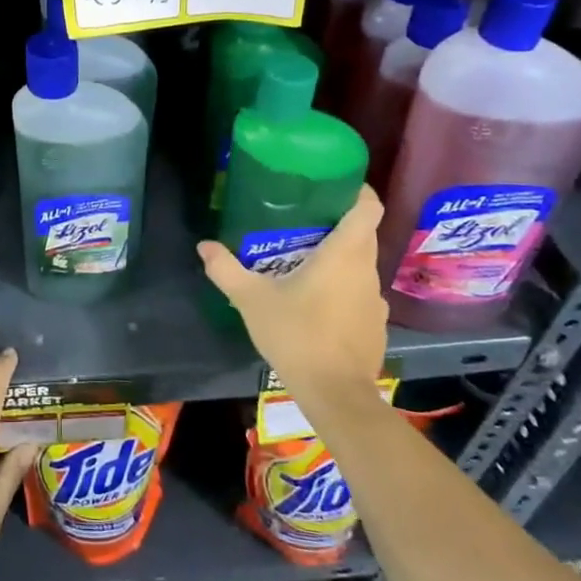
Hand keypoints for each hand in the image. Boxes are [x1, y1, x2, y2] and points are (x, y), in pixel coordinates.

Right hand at [197, 184, 388, 409]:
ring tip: (307, 262)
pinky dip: (345, 290)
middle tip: (304, 221)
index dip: (358, 191)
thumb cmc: (297, 334)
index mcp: (344, 254)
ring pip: (362, 266)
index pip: (368, 208)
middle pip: (363, 234)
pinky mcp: (376, 325)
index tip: (335, 186)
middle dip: (339, 223)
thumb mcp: (251, 299)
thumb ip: (226, 269)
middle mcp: (367, 270)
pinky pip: (361, 294)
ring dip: (341, 259)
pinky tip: (319, 304)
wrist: (335, 394)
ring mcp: (376, 300)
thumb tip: (204, 245)